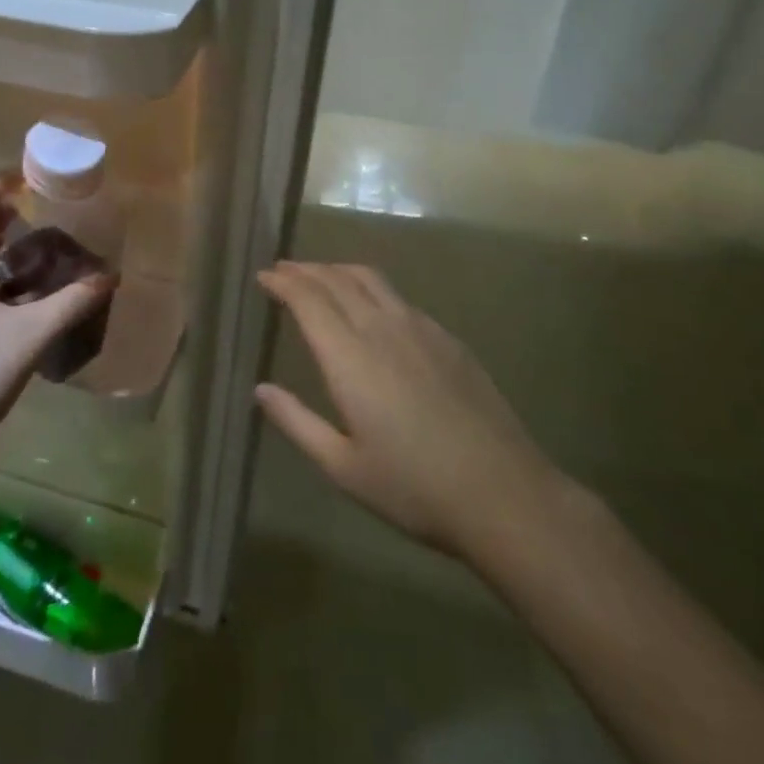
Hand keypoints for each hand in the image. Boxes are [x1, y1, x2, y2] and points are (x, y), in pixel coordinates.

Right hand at [256, 262, 574, 572]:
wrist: (503, 494)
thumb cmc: (414, 488)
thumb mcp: (343, 467)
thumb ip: (297, 422)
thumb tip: (260, 390)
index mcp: (350, 358)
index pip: (308, 300)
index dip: (283, 282)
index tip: (263, 276)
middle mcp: (382, 329)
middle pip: (337, 280)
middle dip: (305, 269)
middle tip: (283, 269)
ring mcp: (420, 329)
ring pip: (371, 280)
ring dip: (338, 270)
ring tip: (320, 276)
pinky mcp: (447, 339)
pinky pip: (399, 298)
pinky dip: (371, 289)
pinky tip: (372, 307)